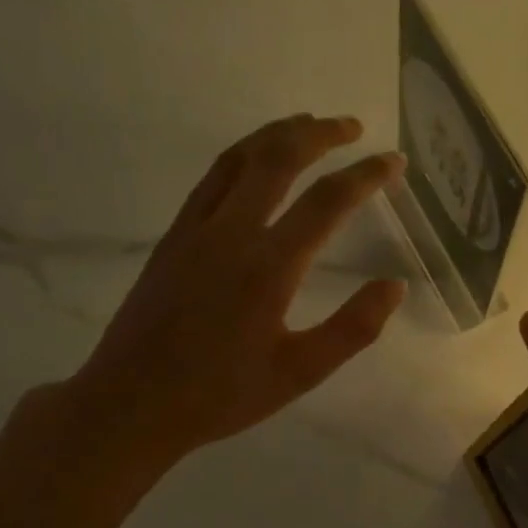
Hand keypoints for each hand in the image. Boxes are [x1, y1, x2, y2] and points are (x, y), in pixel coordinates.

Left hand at [63, 115, 405, 479]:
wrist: (131, 403)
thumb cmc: (221, 394)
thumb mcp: (300, 373)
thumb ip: (353, 328)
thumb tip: (395, 286)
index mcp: (269, 267)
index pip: (327, 201)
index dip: (367, 175)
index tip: (394, 162)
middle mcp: (231, 233)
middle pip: (278, 158)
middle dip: (321, 134)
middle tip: (353, 127)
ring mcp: (195, 230)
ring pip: (239, 158)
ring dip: (278, 133)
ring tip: (309, 125)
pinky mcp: (173, 237)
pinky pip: (212, 178)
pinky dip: (243, 155)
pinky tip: (255, 161)